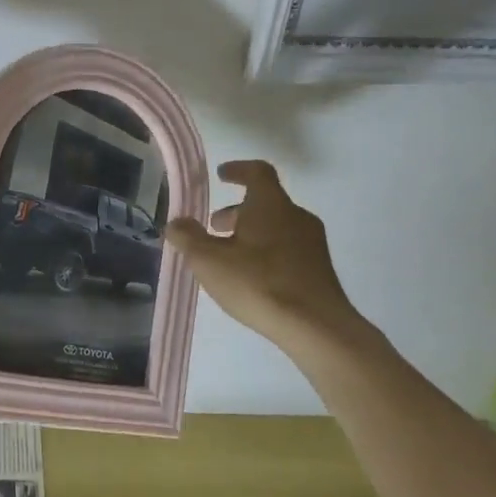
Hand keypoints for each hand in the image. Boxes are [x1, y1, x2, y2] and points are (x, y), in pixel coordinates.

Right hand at [164, 160, 365, 353]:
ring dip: (250, 233)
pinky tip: (251, 277)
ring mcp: (312, 243)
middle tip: (213, 227)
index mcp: (271, 205)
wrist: (316, 327)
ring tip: (227, 256)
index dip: (238, 170)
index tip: (222, 175)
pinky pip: (288, 248)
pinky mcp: (319, 269)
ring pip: (276, 227)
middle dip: (237, 212)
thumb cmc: (258, 283)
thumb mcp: (209, 261)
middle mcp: (296, 216)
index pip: (257, 172)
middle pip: (265, 203)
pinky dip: (266, 252)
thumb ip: (188, 238)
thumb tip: (176, 223)